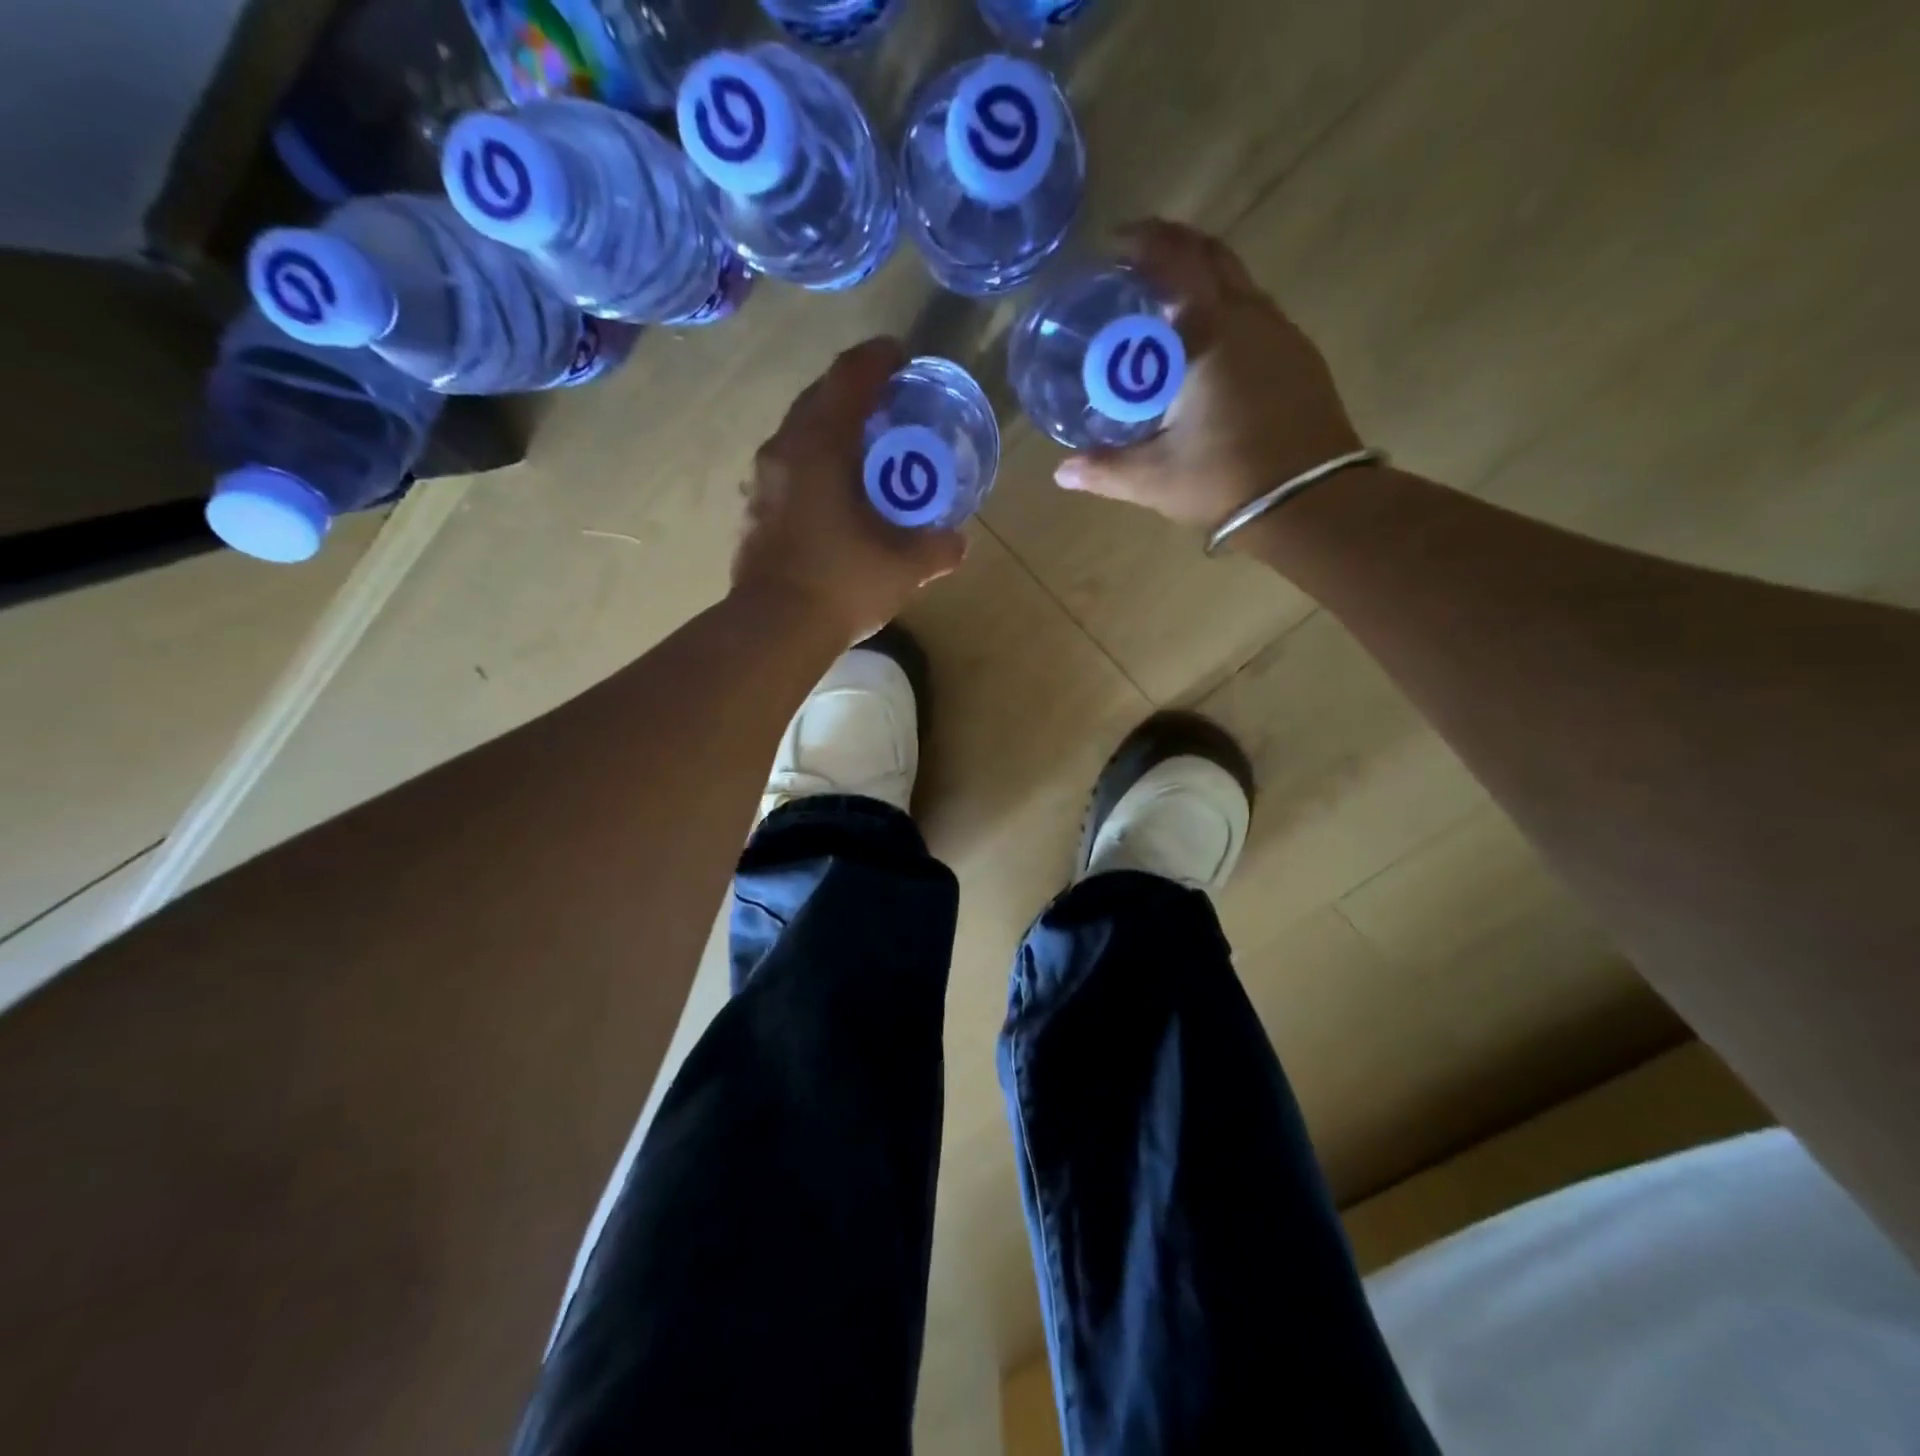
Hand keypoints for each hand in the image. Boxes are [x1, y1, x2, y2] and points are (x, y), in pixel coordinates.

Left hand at [732, 337, 967, 639]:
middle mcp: (783, 451)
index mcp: (819, 445)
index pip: (849, 378)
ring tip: (864, 449)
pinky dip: (815, 466)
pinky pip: (788, 470)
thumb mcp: (904, 566)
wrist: (773, 630)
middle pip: (818, 400)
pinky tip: (836, 495)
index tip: (901, 355)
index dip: (878, 359)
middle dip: (854, 392)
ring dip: (831, 431)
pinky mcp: (753, 512)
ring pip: (799, 436)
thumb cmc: (841, 583)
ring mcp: (761, 482)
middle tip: (888, 403)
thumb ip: (937, 548)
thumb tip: (957, 543)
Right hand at [1054, 220, 1363, 532]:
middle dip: (1176, 249)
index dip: (1147, 242)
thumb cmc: (1226, 480)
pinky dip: (1227, 312)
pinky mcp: (1301, 361)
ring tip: (1169, 307)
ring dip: (1205, 282)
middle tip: (1140, 261)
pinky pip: (1258, 316)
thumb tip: (1062, 472)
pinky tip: (1208, 347)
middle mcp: (1252, 319)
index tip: (1117, 242)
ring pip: (1241, 286)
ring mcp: (1283, 337)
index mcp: (1212, 334)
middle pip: (1215, 259)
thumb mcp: (1154, 478)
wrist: (1312, 503)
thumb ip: (1105, 469)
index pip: (1178, 262)